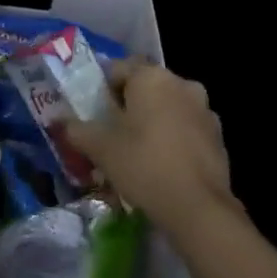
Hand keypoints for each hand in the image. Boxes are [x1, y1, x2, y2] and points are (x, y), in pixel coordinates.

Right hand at [63, 59, 235, 237]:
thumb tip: (58, 120)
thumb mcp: (101, 148)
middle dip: (128, 106)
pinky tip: (162, 165)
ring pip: (168, 107)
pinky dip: (173, 138)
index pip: (118, 69)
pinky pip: (186, 128)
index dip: (102, 90)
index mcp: (151, 77)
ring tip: (137, 152)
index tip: (94, 115)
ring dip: (153, 121)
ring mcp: (204, 109)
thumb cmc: (143, 165)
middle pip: (145, 87)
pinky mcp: (218, 136)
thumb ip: (76, 129)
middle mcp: (181, 83)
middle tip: (112, 134)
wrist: (199, 208)